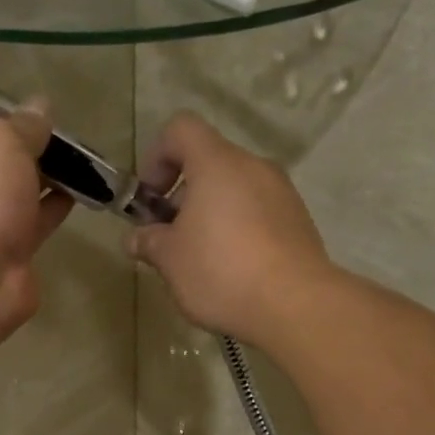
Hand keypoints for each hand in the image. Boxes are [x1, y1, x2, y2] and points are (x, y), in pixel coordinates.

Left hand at [0, 104, 74, 341]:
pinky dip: (53, 208)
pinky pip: (32, 223)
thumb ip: (24, 124)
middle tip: (65, 133)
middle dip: (27, 148)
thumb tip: (40, 107)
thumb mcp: (1, 139)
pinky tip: (81, 191)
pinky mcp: (5, 255)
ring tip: (82, 160)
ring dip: (44, 178)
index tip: (31, 109)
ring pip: (15, 192)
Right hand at [128, 113, 333, 343]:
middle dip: (182, 195)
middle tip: (170, 238)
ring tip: (201, 260)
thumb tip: (136, 239)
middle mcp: (253, 167)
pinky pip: (258, 212)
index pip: (180, 130)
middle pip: (209, 162)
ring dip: (211, 214)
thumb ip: (149, 242)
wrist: (295, 305)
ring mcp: (281, 193)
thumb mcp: (170, 260)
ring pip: (235, 189)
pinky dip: (238, 229)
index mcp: (217, 164)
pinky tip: (232, 270)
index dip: (156, 157)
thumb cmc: (221, 271)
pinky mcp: (298, 220)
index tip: (150, 199)